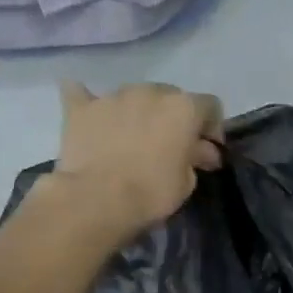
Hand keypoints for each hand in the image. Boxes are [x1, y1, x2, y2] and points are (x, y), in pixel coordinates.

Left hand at [52, 81, 224, 235]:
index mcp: (183, 108)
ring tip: (131, 138)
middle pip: (170, 97)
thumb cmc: (152, 192)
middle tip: (169, 146)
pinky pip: (82, 94)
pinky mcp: (81, 108)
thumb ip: (195, 157)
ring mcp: (113, 96)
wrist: (97, 199)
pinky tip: (89, 112)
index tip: (207, 150)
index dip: (212, 127)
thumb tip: (200, 151)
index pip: (210, 106)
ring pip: (133, 96)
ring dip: (138, 112)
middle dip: (173, 118)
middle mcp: (151, 92)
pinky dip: (88, 102)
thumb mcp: (187, 182)